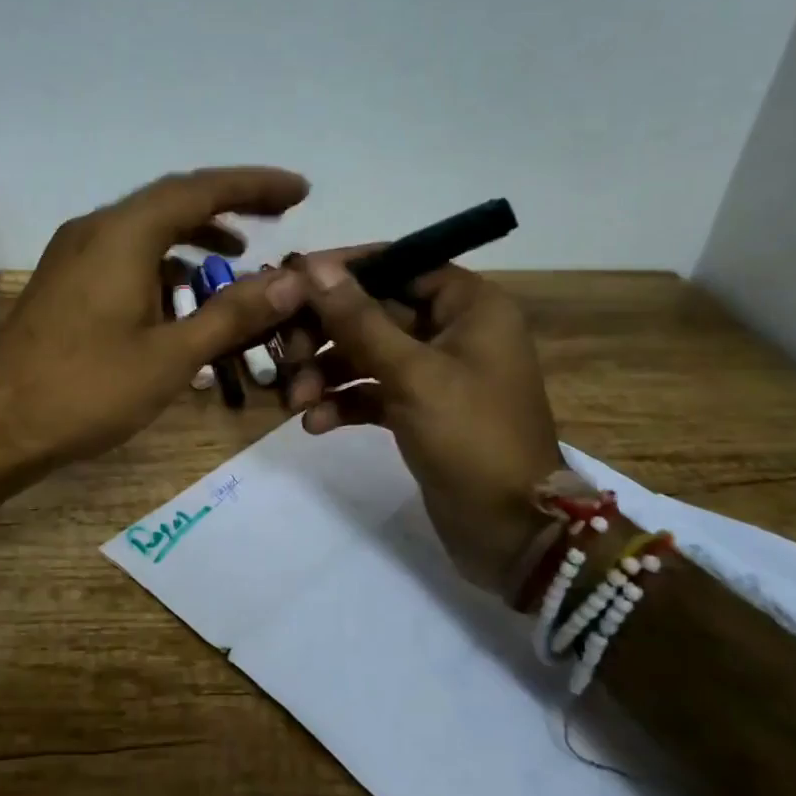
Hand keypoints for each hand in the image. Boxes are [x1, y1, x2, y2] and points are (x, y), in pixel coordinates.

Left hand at [0, 168, 310, 488]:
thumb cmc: (88, 390)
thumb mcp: (171, 356)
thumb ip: (233, 313)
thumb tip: (291, 281)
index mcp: (124, 234)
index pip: (200, 189)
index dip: (254, 185)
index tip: (299, 190)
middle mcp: (96, 229)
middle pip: (172, 200)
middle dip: (228, 203)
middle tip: (279, 213)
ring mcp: (73, 253)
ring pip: (145, 228)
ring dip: (193, 234)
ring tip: (237, 251)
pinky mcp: (64, 280)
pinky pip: (124, 253)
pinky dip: (162, 262)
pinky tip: (181, 293)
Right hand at [282, 252, 562, 597]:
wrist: (510, 530)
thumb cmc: (470, 437)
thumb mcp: (411, 373)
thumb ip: (358, 319)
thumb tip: (314, 266)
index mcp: (469, 306)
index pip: (400, 264)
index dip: (345, 270)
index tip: (293, 280)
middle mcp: (453, 330)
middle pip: (375, 311)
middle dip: (326, 333)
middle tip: (286, 354)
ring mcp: (435, 373)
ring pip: (367, 354)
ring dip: (327, 372)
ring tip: (295, 400)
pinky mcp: (419, 410)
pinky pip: (372, 391)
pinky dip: (343, 402)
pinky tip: (314, 424)